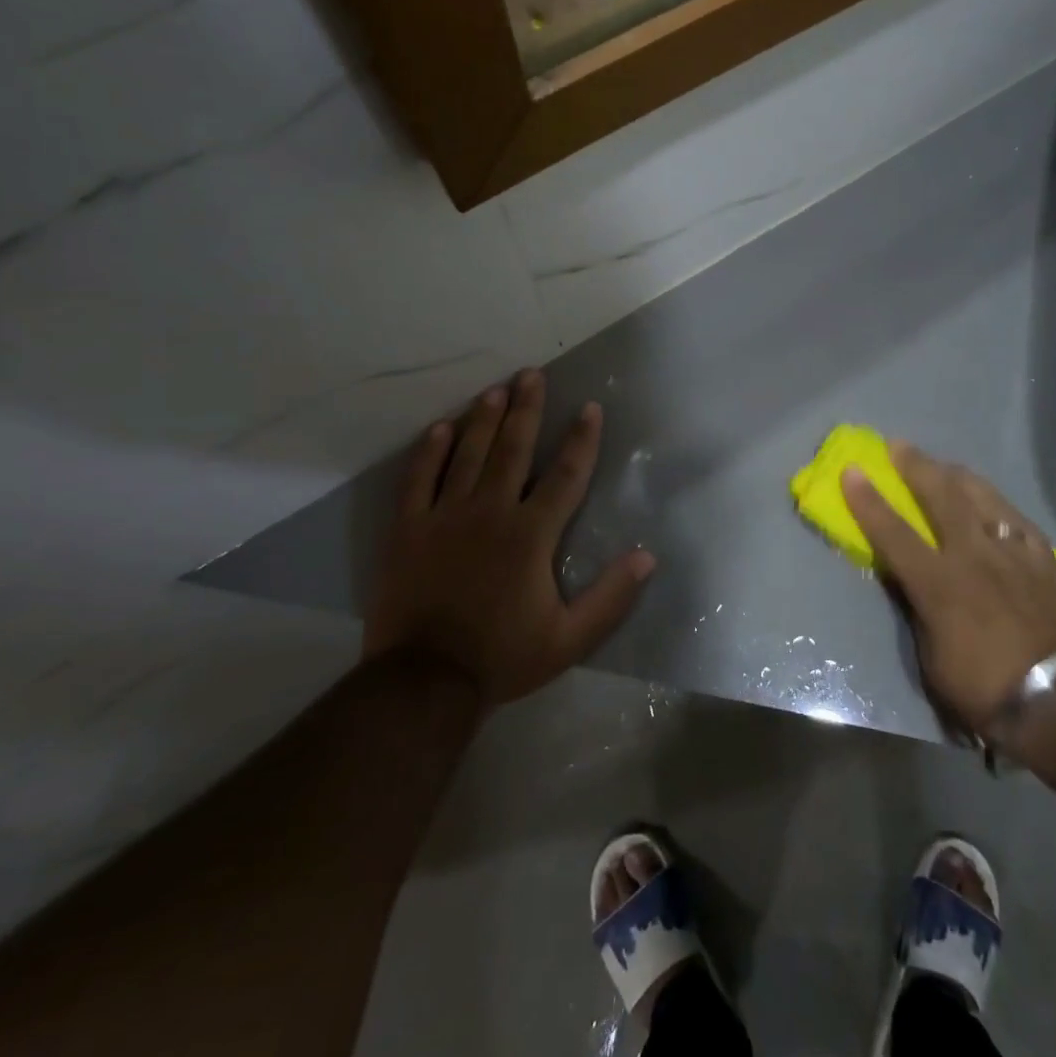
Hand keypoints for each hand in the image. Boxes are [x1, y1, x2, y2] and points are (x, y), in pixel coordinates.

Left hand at [367, 369, 654, 703]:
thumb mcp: (570, 638)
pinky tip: (440, 428)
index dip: (582, 439)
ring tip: (495, 389)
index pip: (566, 474)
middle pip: (513, 449)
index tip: (589, 408)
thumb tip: (647, 556)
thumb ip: (611, 597)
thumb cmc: (503, 657)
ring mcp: (444, 517)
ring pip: (467, 455)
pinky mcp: (408, 530)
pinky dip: (429, 452)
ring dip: (483, 419)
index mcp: (531, 534)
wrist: (424, 682)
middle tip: (532, 374)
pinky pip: (418, 480)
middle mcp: (490, 512)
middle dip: (526, 409)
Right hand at [841, 443, 1055, 733]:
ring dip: (956, 474)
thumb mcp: (932, 660)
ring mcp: (1012, 552)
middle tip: (898, 445)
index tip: (852, 469)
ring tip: (944, 465)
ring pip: (982, 496)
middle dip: (915, 466)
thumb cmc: (985, 689)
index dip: (868, 500)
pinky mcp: (1044, 559)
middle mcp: (973, 554)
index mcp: (938, 582)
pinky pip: (1017, 518)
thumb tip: (906, 580)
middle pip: (940, 495)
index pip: (893, 531)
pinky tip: (993, 503)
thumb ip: (917, 610)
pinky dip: (997, 504)